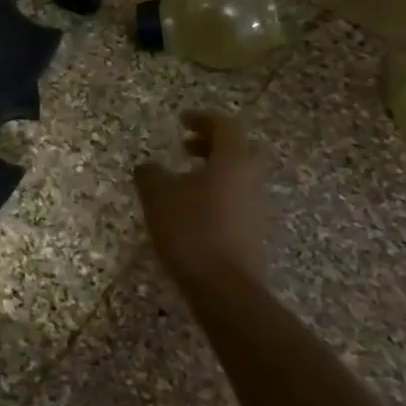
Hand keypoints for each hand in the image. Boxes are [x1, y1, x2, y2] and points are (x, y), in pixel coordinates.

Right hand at [134, 111, 271, 291]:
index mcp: (232, 160)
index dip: (202, 119)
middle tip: (185, 146)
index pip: (224, 126)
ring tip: (184, 179)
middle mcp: (251, 177)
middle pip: (238, 149)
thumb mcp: (158, 196)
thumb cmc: (190, 230)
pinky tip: (192, 209)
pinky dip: (216, 193)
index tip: (182, 119)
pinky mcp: (254, 231)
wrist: (224, 287)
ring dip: (214, 170)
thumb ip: (151, 174)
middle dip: (211, 144)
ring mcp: (257, 206)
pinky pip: (236, 199)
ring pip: (238, 175)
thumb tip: (148, 167)